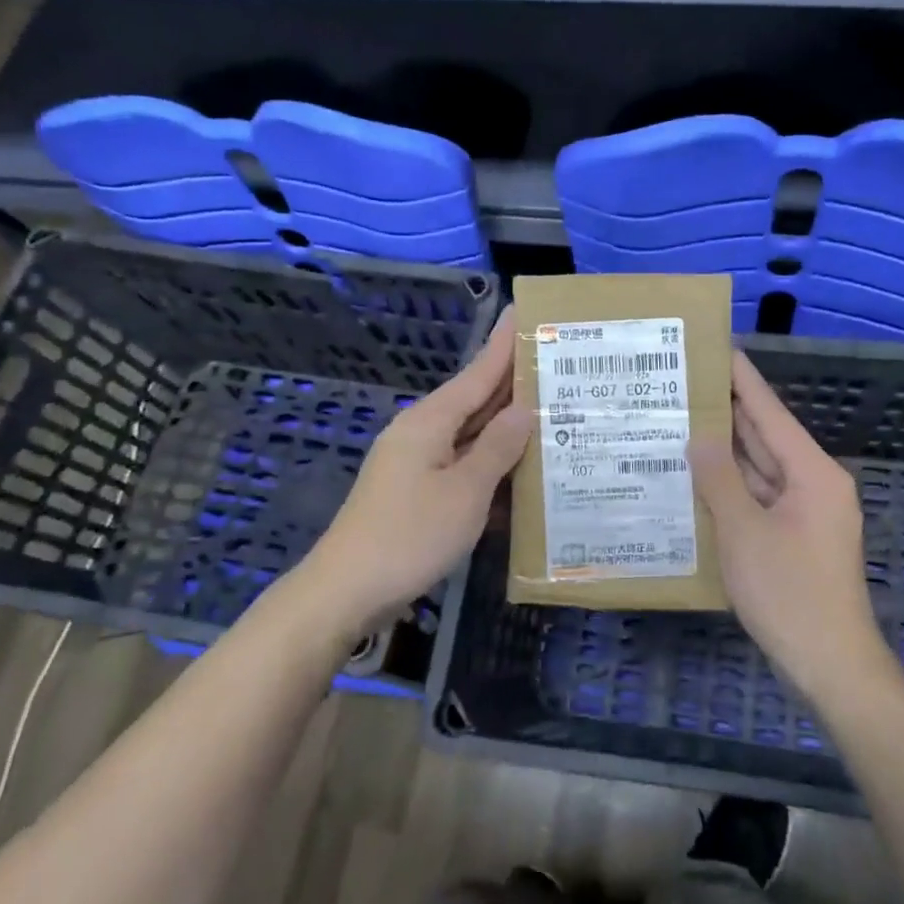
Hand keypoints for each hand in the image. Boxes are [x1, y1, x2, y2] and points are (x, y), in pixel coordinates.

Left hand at [293, 307, 529, 638]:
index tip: (523, 312)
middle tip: (557, 363)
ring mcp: (418, 463)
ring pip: (472, 434)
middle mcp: (423, 433)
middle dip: (513, 382)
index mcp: (431, 421)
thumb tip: (525, 409)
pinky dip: (492, 463)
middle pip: (476, 400)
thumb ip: (498, 448)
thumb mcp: (465, 491)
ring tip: (552, 411)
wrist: (347, 591)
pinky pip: (463, 465)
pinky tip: (521, 470)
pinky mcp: (418, 492)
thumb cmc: (410, 535)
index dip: (504, 344)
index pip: (478, 372)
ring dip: (507, 426)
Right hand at [692, 351, 897, 705]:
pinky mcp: (793, 538)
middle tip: (685, 383)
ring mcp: (804, 513)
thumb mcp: (745, 532)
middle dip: (728, 412)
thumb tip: (699, 438)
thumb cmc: (789, 593)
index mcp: (812, 473)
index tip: (719, 348)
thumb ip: (719, 480)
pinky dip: (730, 488)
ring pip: (759, 470)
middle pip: (765, 438)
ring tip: (681, 421)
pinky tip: (695, 477)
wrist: (829, 663)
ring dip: (725, 451)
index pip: (771, 413)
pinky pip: (758, 499)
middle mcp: (812, 484)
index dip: (743, 380)